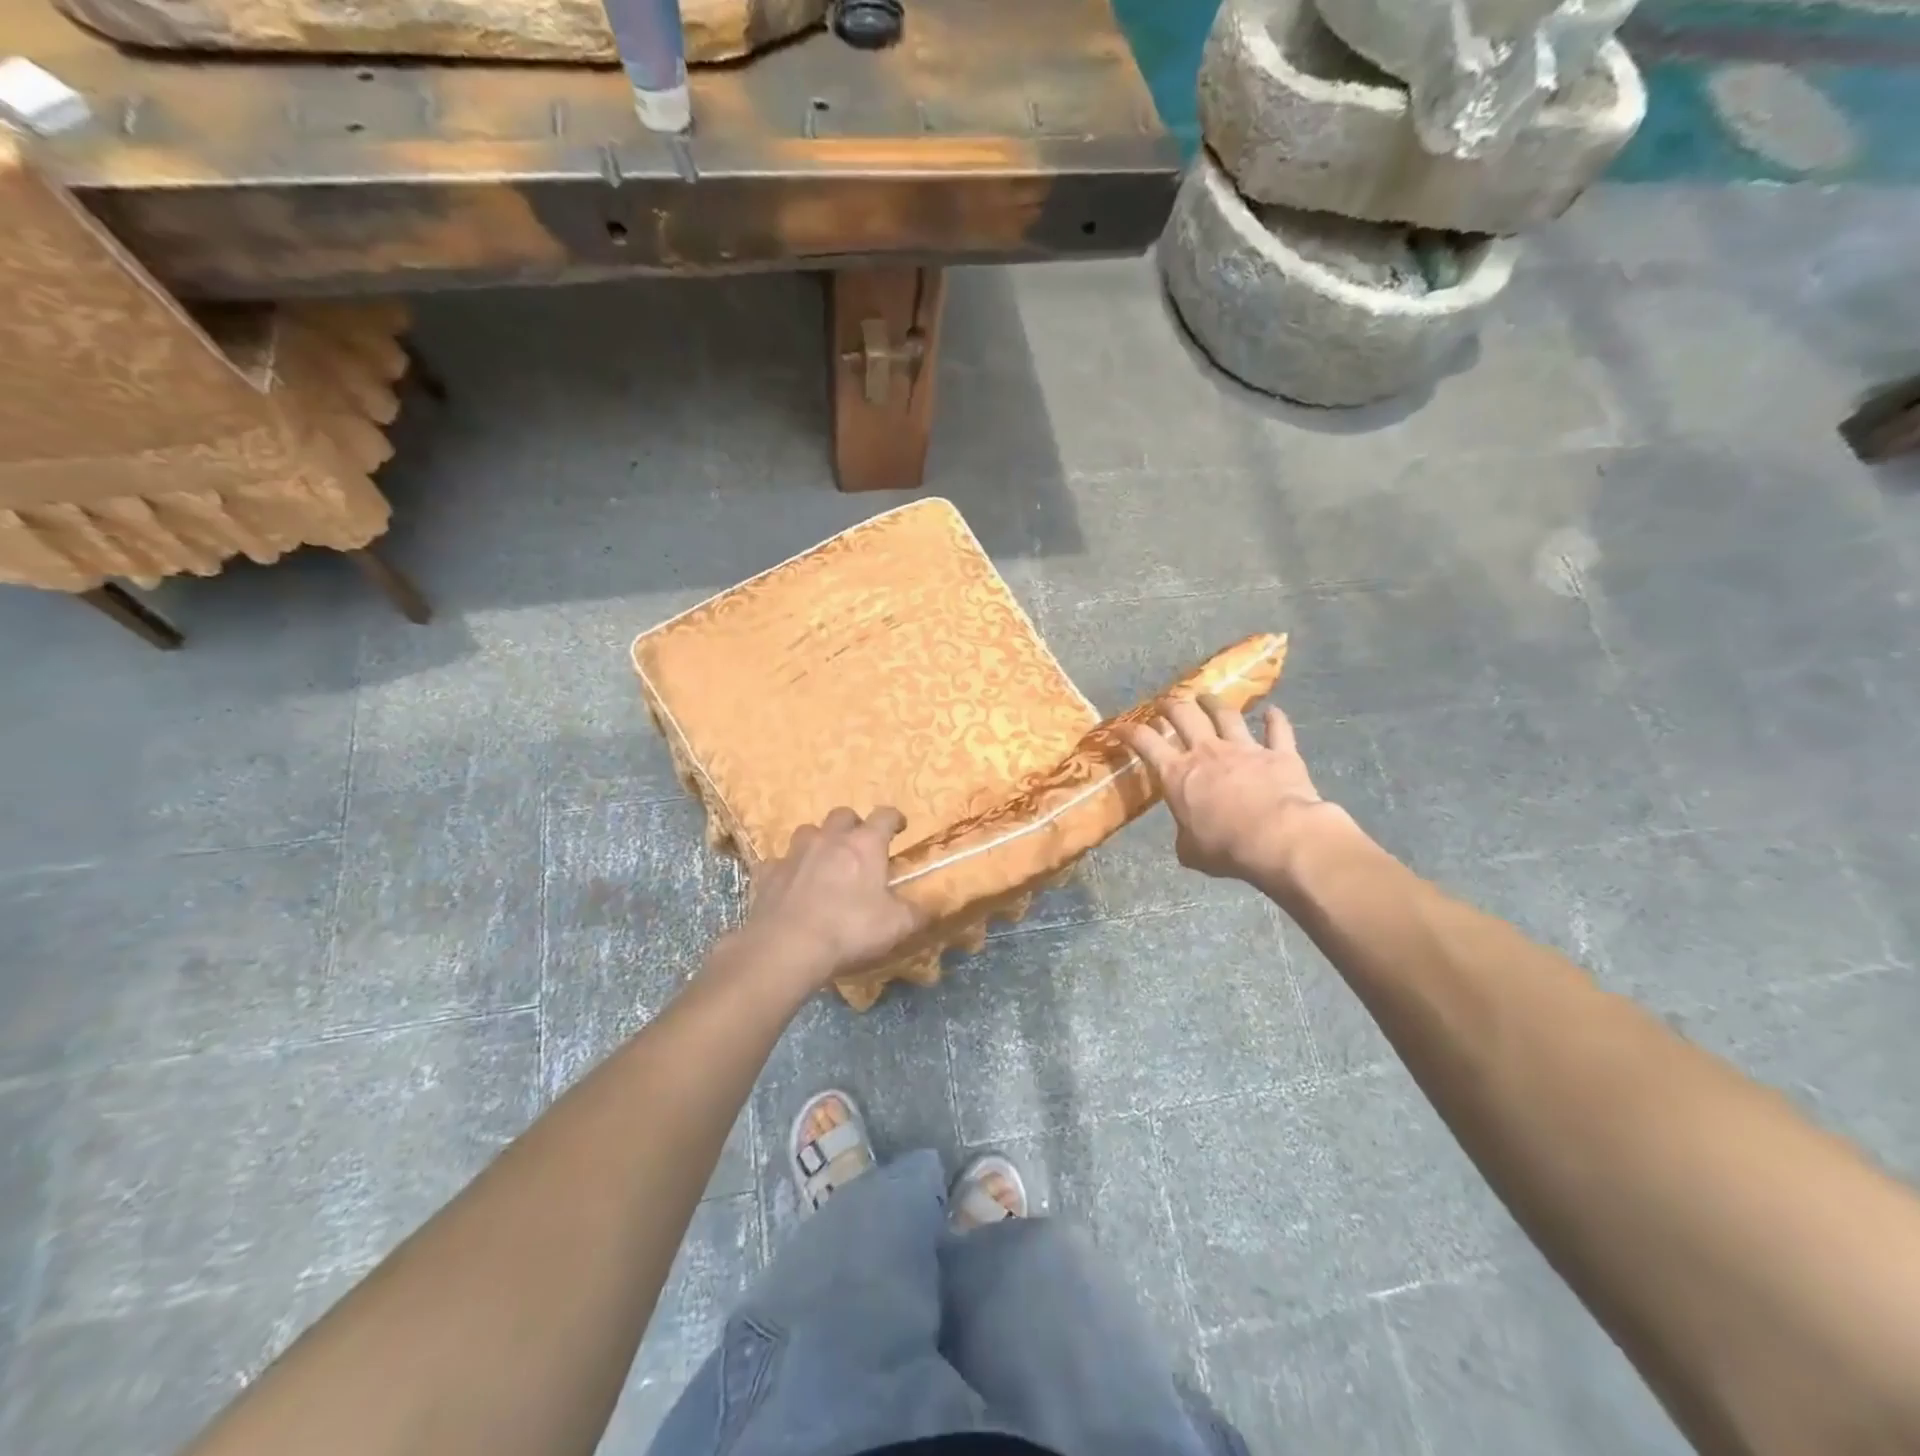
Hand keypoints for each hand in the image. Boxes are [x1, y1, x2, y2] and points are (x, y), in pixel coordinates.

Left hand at [728, 807, 923, 988]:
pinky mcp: (768, 873)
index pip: (885, 816)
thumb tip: (929, 906)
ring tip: (824, 861)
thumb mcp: (897, 926)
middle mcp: (829, 839)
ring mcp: (794, 853)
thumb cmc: (849, 930)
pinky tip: (791, 885)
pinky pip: (779, 862)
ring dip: (818, 841)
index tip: (899, 826)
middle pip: (842, 815)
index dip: (894, 818)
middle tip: (859, 845)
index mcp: (865, 845)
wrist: (787, 947)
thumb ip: (916, 912)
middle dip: (853, 825)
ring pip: (808, 832)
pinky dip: (788, 869)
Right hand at [1120, 695, 1341, 886]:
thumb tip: (1188, 838)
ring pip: (1225, 714)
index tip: (1121, 727)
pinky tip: (1272, 712)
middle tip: (1165, 703)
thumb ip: (1186, 837)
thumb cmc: (1225, 847)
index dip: (1130, 731)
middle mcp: (1207, 752)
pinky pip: (1277, 730)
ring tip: (1206, 697)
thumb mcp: (1191, 851)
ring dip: (1213, 703)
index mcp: (1177, 774)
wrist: (1278, 837)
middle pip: (1184, 716)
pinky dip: (1275, 719)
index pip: (1145, 742)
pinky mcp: (1279, 753)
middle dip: (1170, 706)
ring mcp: (1244, 748)